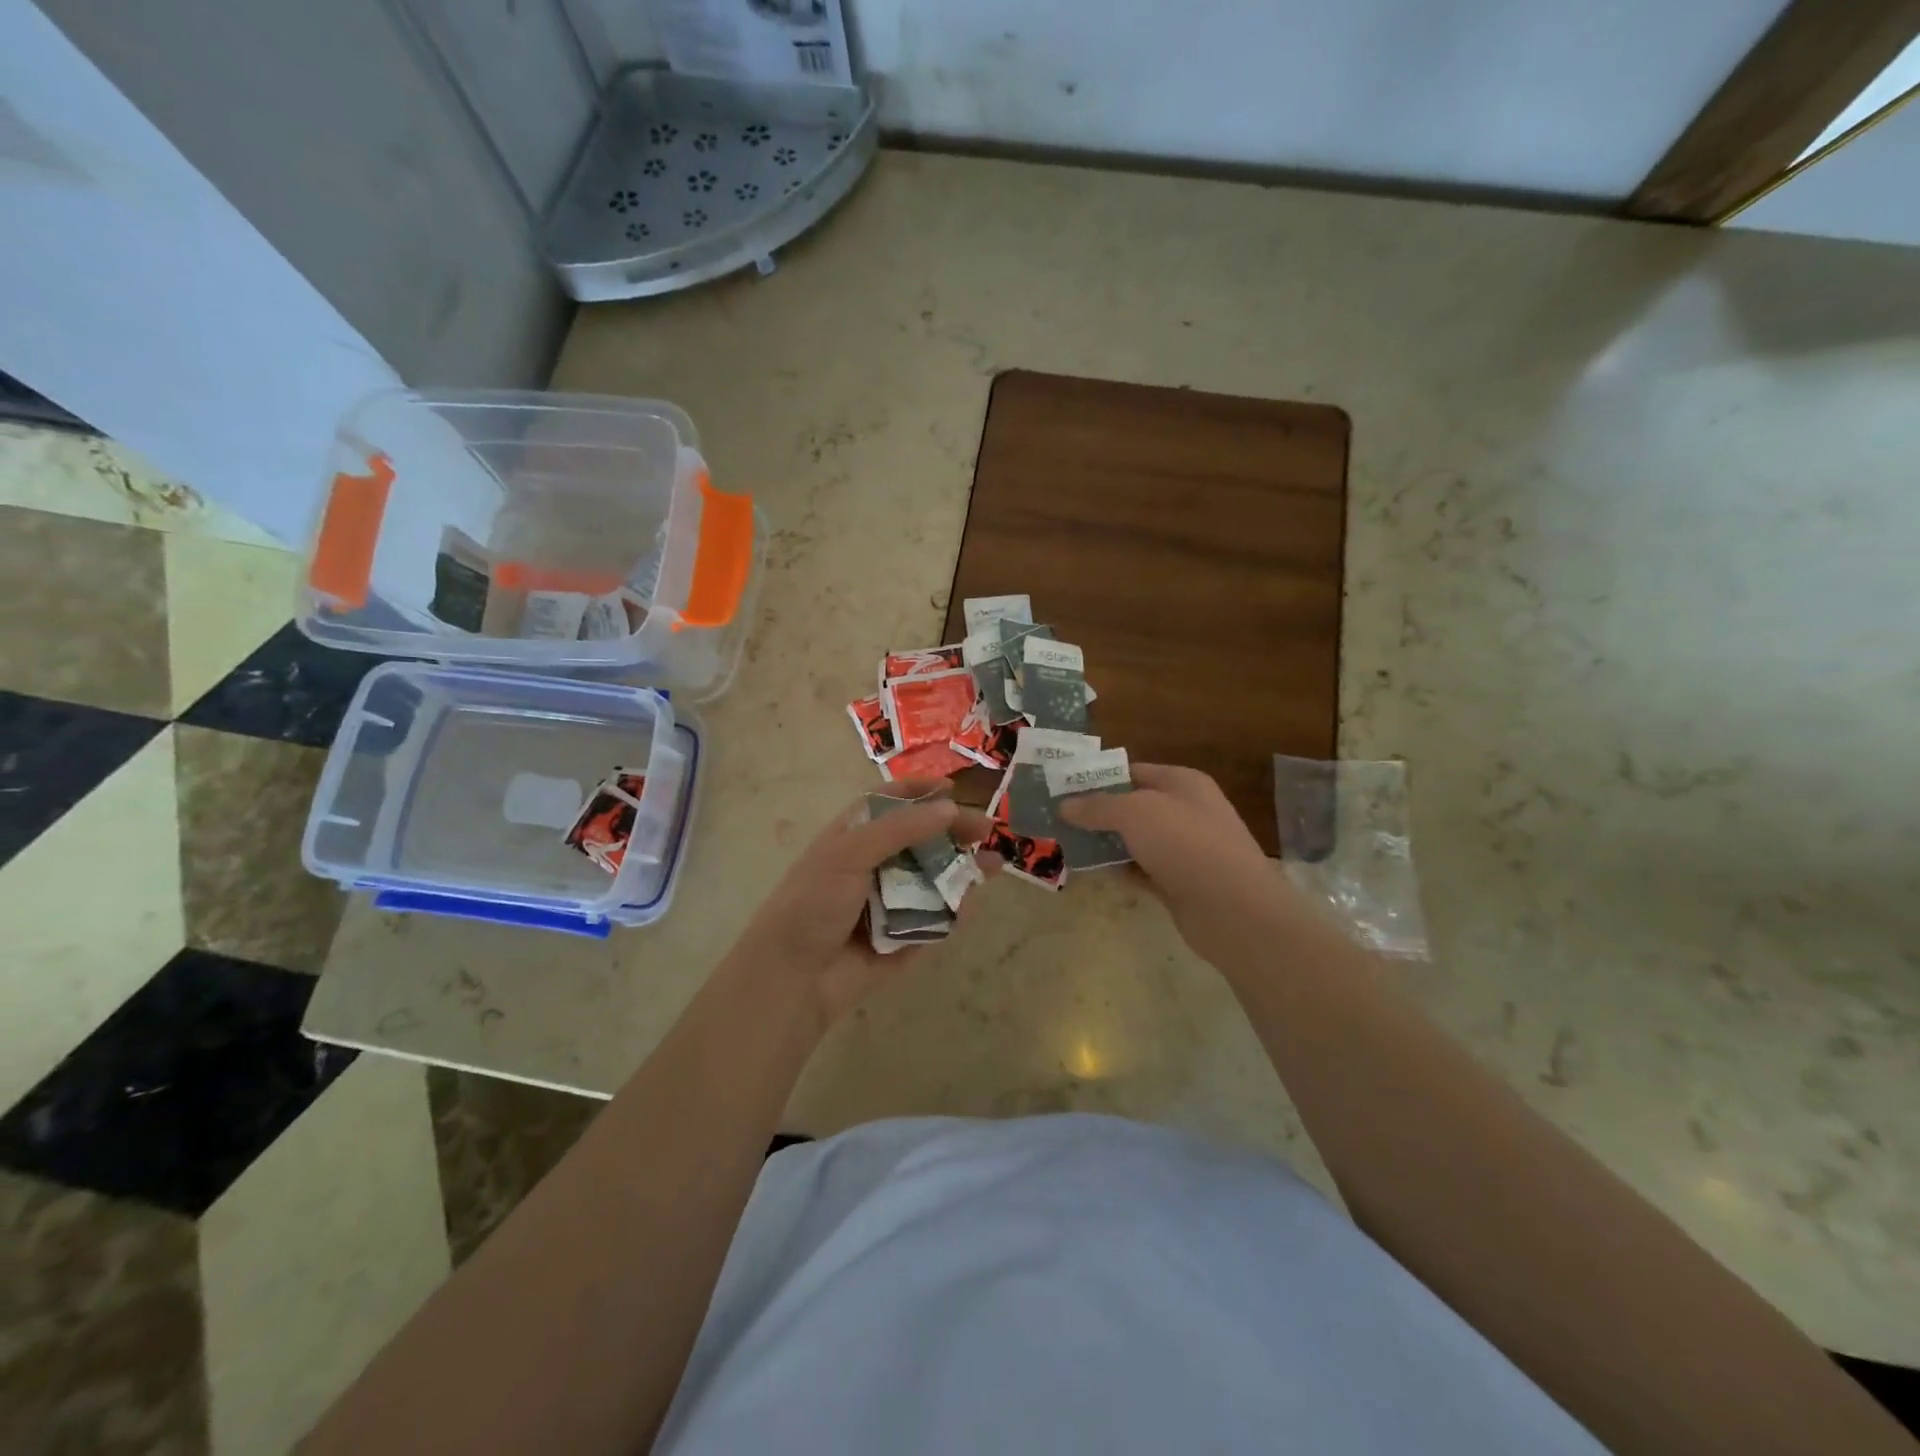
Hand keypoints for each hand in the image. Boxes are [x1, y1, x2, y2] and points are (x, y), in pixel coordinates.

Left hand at [725, 780, 994, 1027]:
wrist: (793, 977)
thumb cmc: (813, 903)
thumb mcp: (849, 853)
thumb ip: (901, 828)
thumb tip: (950, 807)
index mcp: (852, 838)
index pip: (888, 804)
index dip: (919, 793)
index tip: (952, 788)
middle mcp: (873, 866)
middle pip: (921, 840)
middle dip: (953, 831)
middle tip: (986, 829)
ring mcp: (890, 904)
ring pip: (933, 880)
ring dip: (963, 870)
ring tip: (995, 864)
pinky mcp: (903, 939)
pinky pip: (935, 920)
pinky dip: (954, 912)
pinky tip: (971, 903)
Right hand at [1060, 763, 1293, 971]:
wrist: (1233, 908)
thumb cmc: (1185, 843)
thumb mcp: (1134, 813)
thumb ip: (1097, 807)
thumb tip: (1064, 805)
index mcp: (1182, 783)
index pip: (1133, 772)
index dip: (1099, 778)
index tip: (1063, 789)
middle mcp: (1185, 811)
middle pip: (1132, 807)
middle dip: (1097, 813)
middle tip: (1057, 819)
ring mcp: (1184, 850)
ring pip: (1135, 840)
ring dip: (1105, 844)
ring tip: (1064, 846)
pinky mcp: (1179, 883)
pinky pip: (1141, 870)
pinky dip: (1118, 870)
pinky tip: (1090, 873)